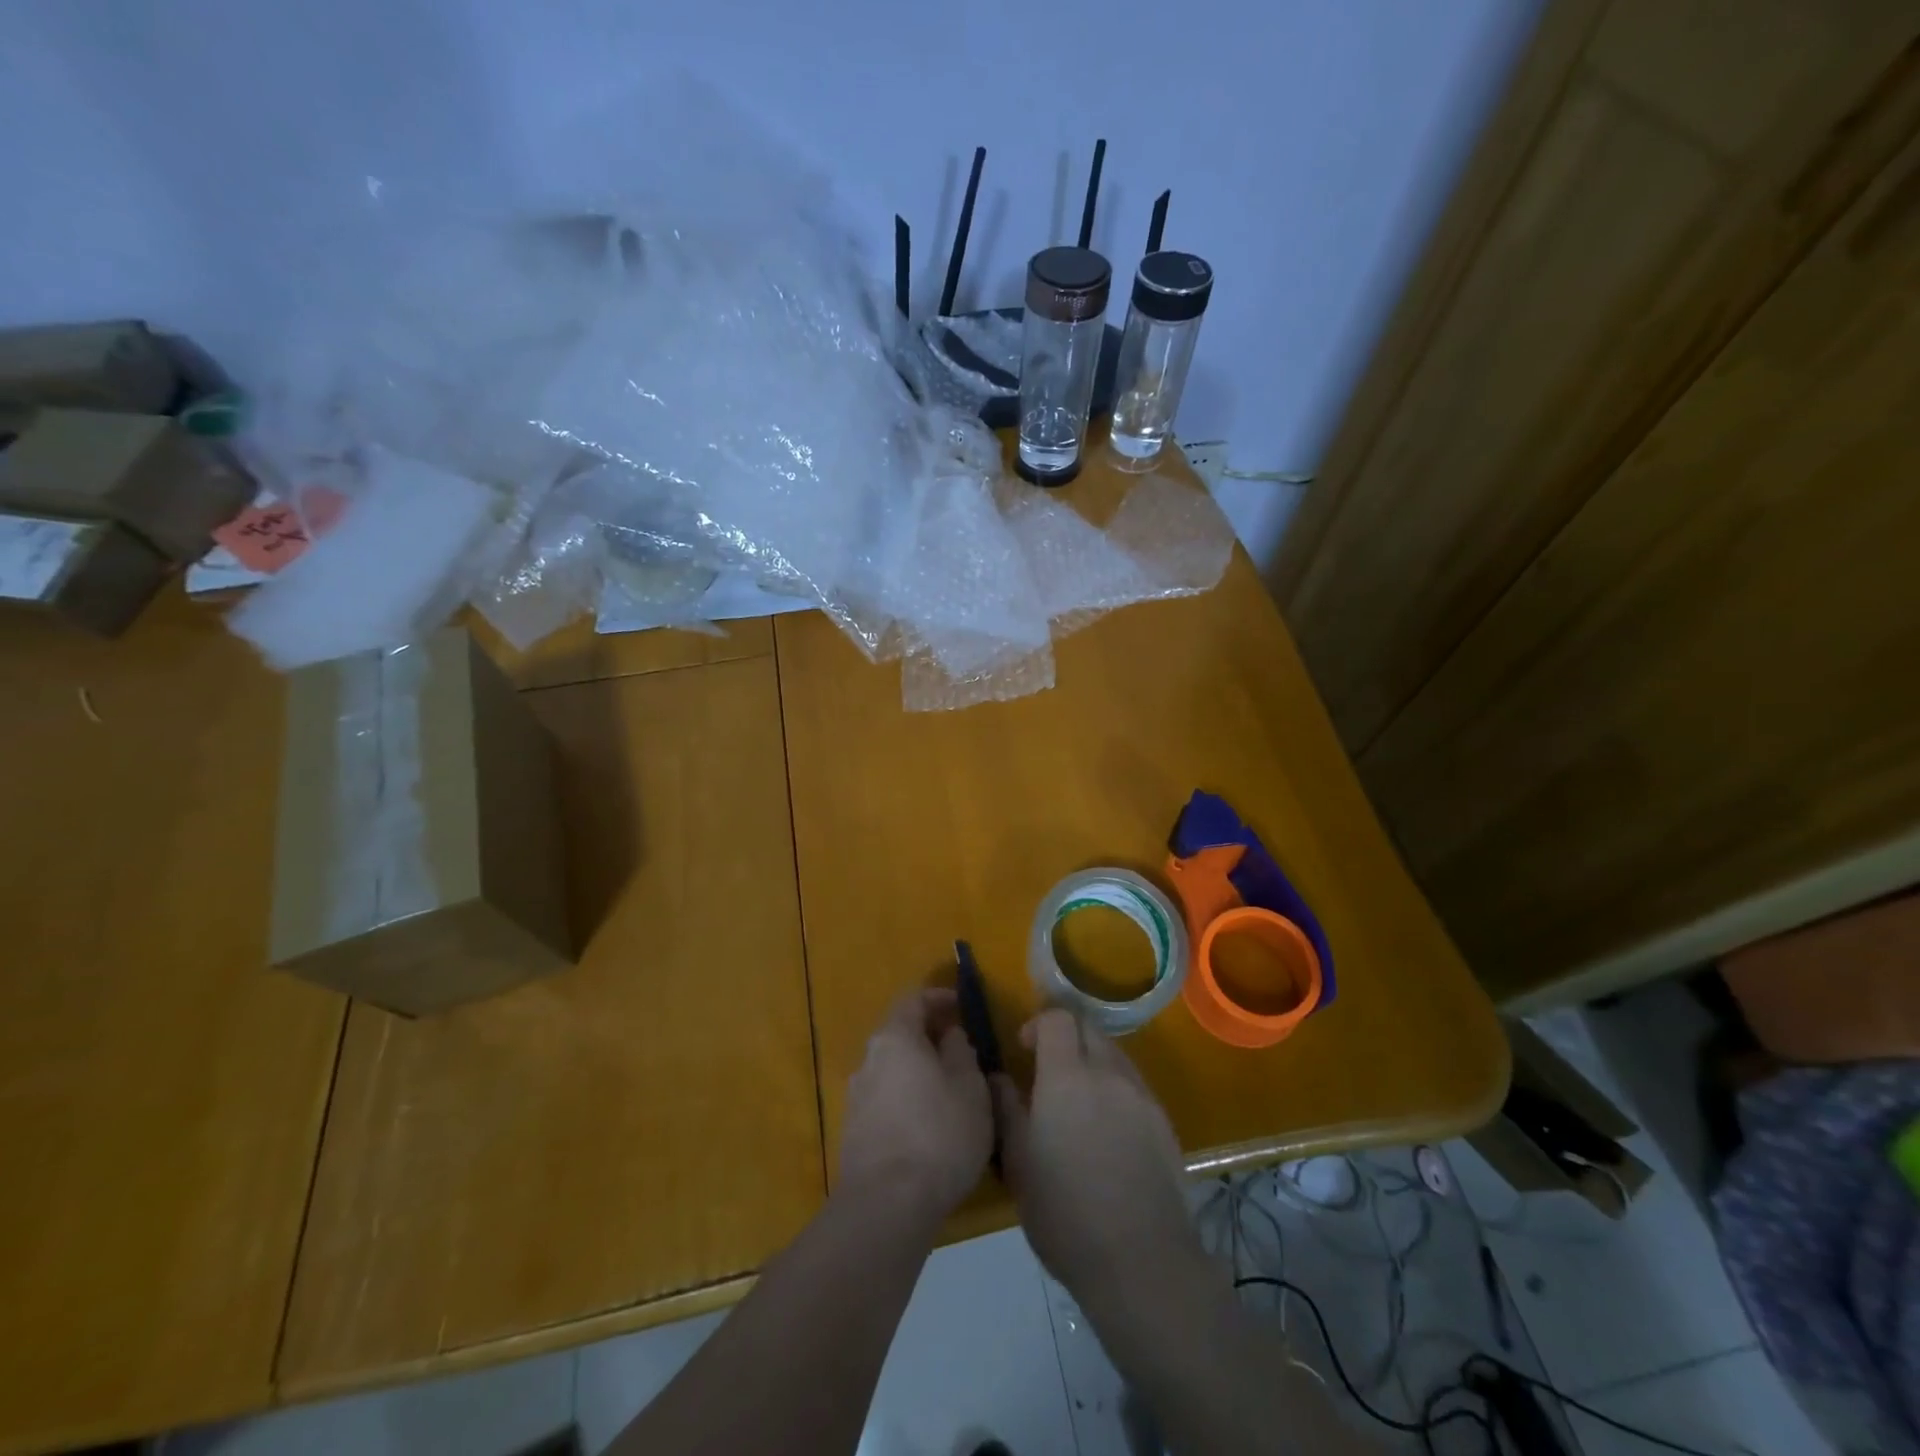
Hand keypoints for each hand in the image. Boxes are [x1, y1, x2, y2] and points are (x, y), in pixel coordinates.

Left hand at [838, 988, 994, 1227]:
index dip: (938, 998)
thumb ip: (960, 1052)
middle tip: (959, 1050)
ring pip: (892, 1071)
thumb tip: (949, 1035)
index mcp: (895, 1038)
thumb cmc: (939, 1134)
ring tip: (948, 1092)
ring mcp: (856, 1098)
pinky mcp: (853, 1134)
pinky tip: (928, 1126)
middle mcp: (869, 1060)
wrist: (886, 1206)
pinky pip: (885, 1102)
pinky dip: (907, 1101)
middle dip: (928, 1038)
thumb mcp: (969, 1087)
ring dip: (917, 1072)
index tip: (960, 1006)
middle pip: (899, 1035)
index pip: (913, 999)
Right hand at [993, 1009, 1204, 1307]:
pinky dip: (1115, 1089)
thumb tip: (998, 1077)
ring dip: (1092, 1061)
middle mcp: (1108, 1073)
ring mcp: (1141, 1096)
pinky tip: (1107, 1129)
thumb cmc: (1065, 1212)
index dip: (1039, 1024)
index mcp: (1067, 1076)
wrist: (1141, 1260)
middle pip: (1089, 1029)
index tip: (1025, 1049)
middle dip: (1067, 1037)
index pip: (1058, 1018)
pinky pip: (1134, 1085)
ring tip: (1078, 1101)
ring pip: (1114, 1055)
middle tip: (1049, 1070)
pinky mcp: (1164, 1122)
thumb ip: (1005, 1109)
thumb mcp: (1018, 1163)